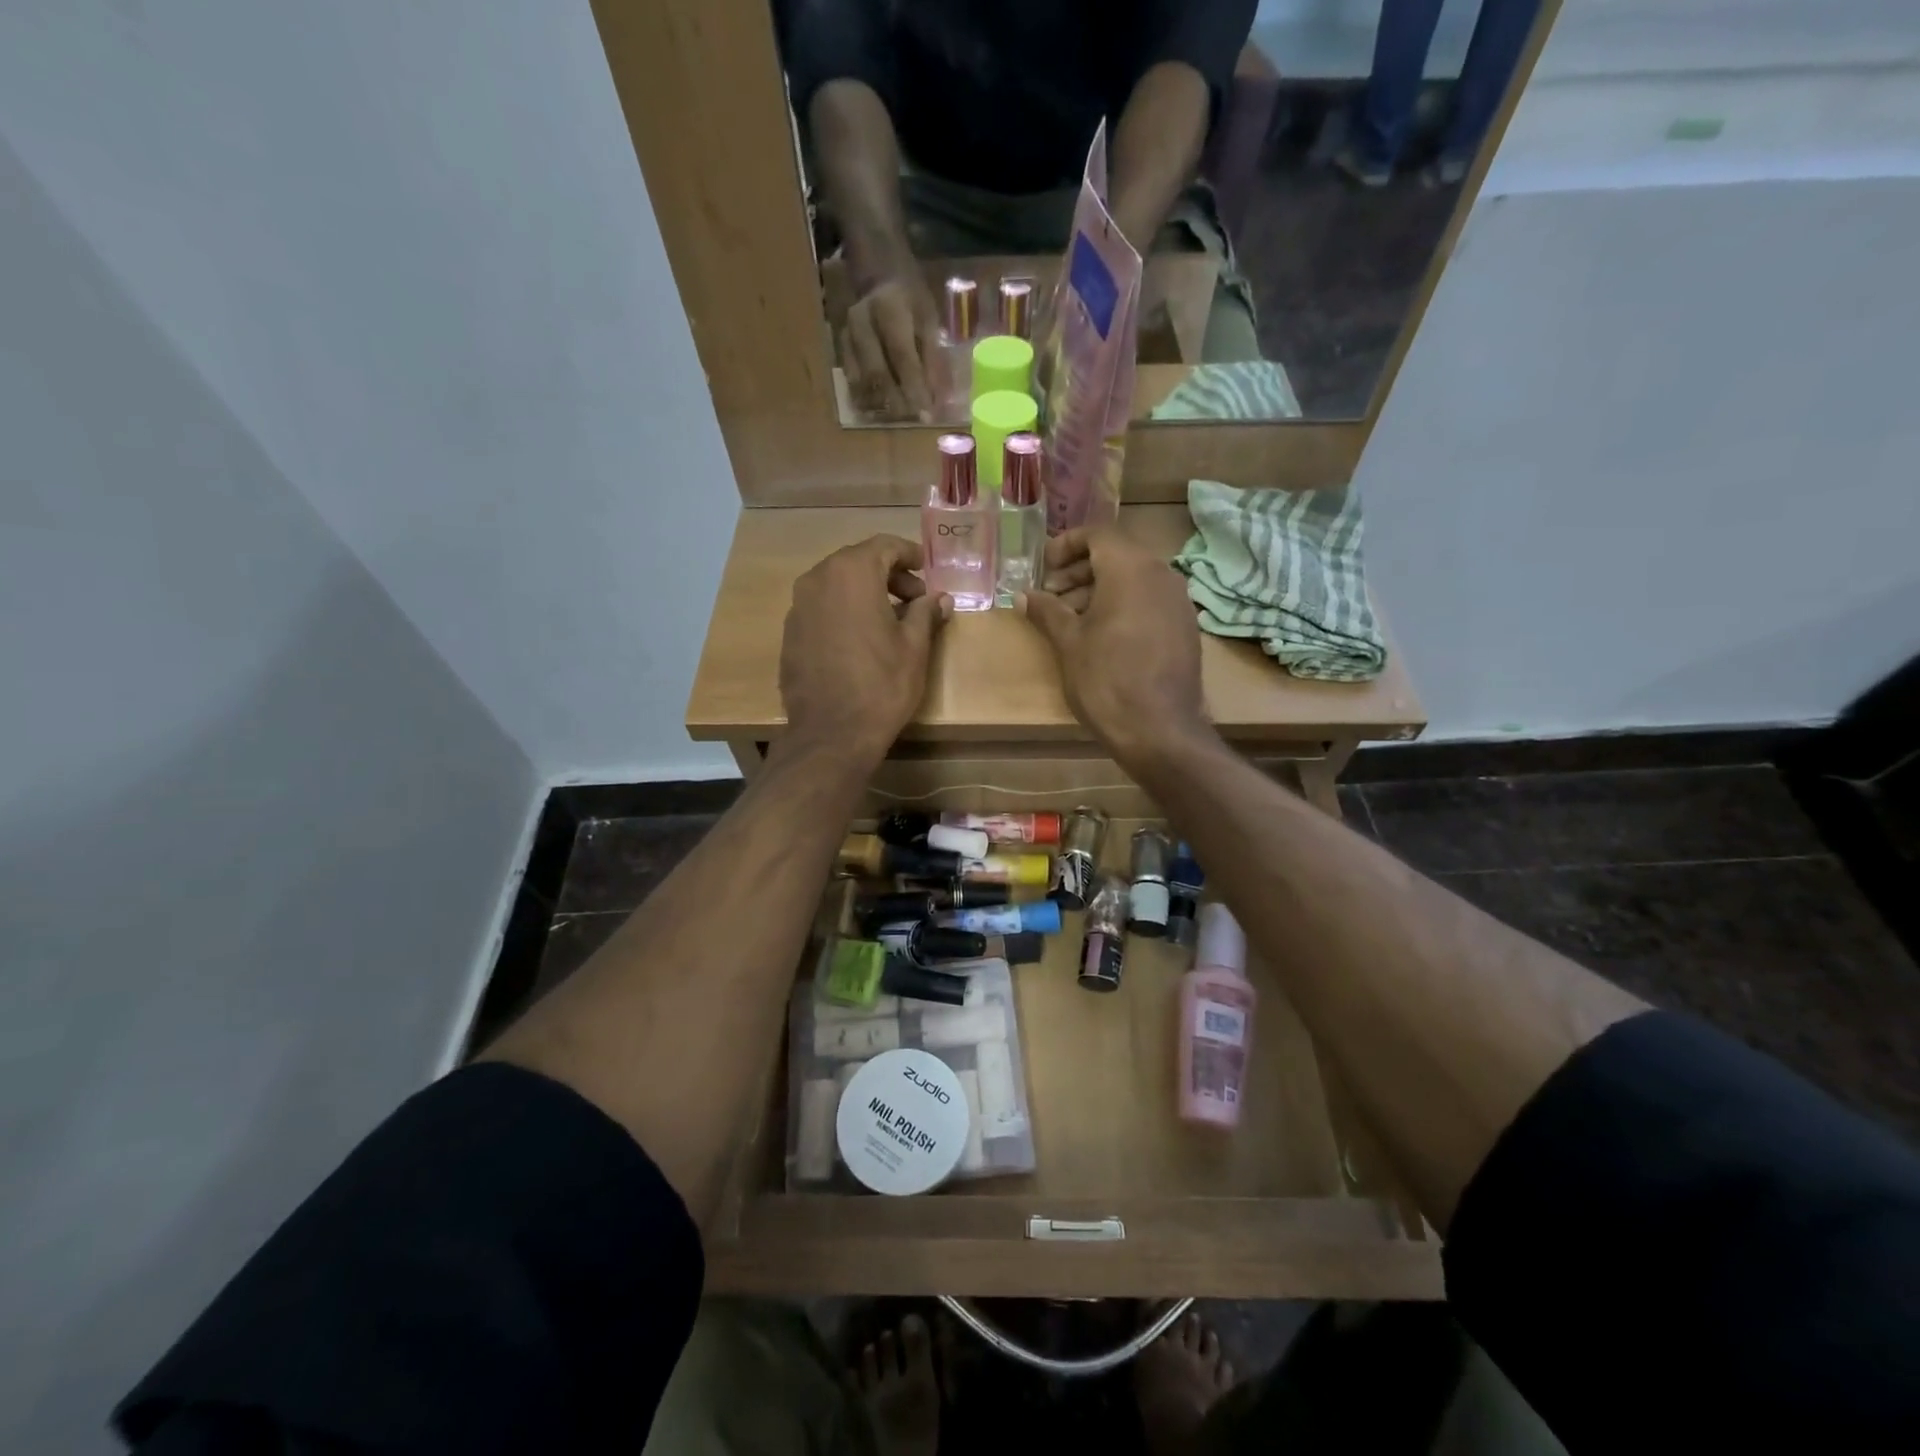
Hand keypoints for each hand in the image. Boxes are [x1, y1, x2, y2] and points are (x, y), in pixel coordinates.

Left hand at [781, 535, 950, 759]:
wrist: (832, 734)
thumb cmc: (882, 685)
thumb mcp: (915, 647)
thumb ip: (925, 613)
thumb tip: (939, 599)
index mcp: (851, 573)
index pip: (884, 546)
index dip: (910, 555)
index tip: (927, 572)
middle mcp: (818, 580)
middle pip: (857, 562)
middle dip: (888, 575)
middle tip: (915, 600)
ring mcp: (798, 607)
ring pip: (837, 585)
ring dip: (865, 594)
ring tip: (890, 621)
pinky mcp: (790, 633)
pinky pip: (821, 609)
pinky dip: (843, 612)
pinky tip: (861, 640)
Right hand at [841, 274, 943, 421]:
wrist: (877, 277)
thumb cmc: (910, 299)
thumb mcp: (928, 318)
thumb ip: (933, 357)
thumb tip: (939, 398)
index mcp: (887, 308)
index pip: (901, 356)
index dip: (914, 387)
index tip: (927, 414)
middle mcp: (861, 322)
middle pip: (877, 372)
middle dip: (898, 402)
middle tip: (914, 420)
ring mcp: (846, 337)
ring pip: (861, 381)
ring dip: (882, 404)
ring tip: (901, 418)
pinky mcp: (840, 350)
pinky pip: (852, 381)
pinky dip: (868, 399)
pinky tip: (883, 410)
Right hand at [1018, 527, 1206, 765]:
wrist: (1159, 729)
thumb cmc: (1106, 679)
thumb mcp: (1069, 642)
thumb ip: (1047, 611)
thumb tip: (1024, 595)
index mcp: (1131, 568)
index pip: (1098, 534)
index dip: (1067, 544)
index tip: (1044, 567)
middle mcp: (1161, 575)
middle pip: (1117, 555)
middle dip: (1081, 570)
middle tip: (1052, 594)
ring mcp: (1179, 602)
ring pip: (1135, 579)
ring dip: (1100, 589)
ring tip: (1071, 617)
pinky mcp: (1186, 627)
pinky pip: (1150, 601)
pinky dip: (1124, 606)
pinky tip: (1102, 635)